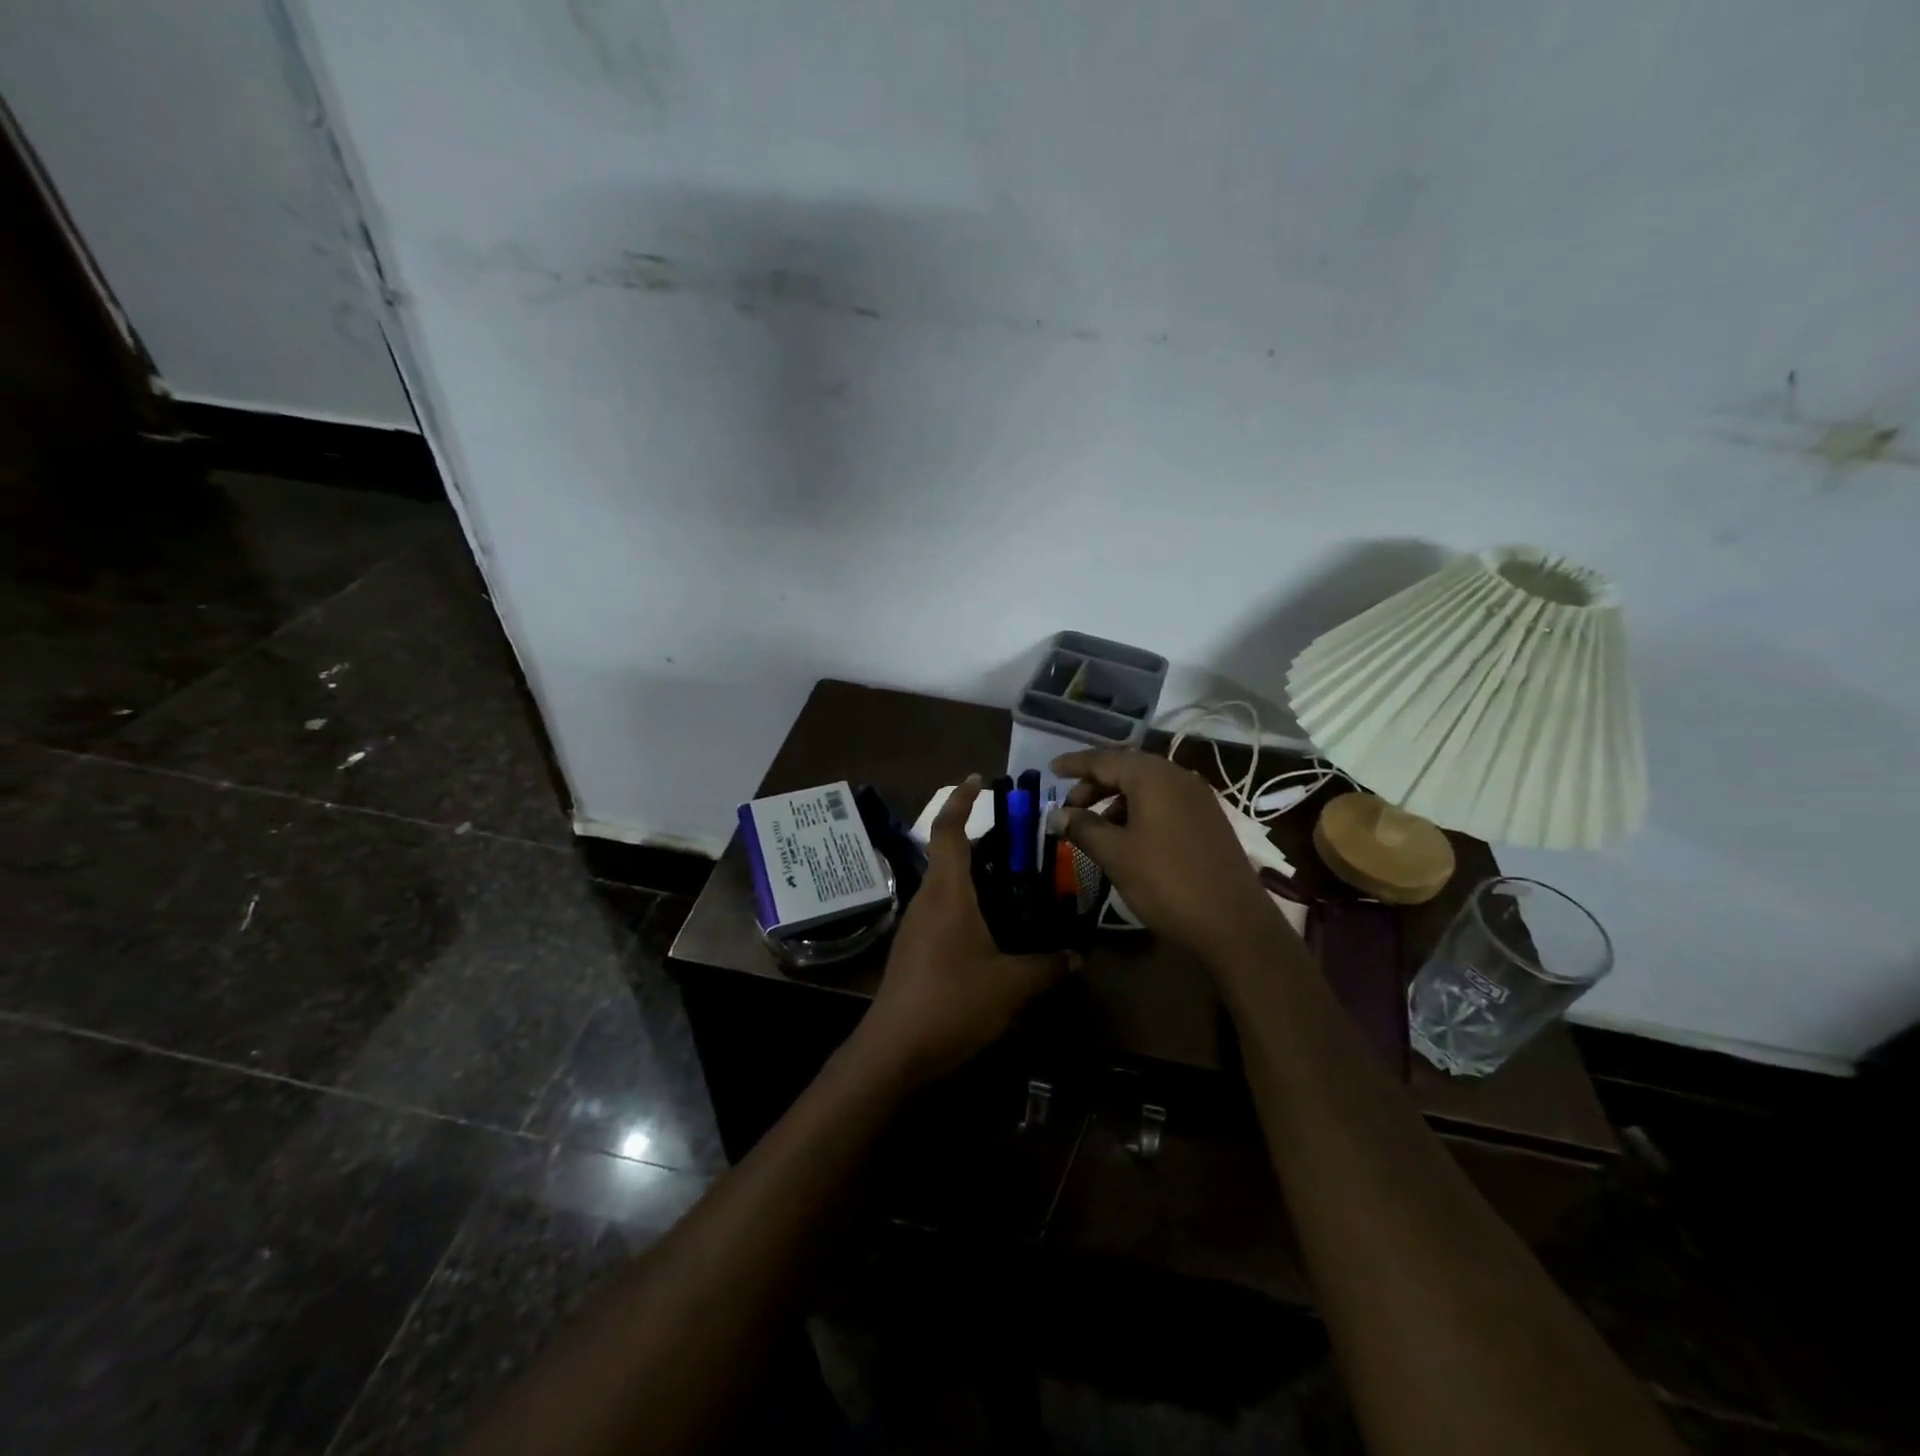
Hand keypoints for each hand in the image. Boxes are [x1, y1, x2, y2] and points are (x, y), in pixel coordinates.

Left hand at [856, 776, 1066, 1084]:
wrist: (894, 1050)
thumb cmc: (951, 1002)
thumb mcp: (1010, 985)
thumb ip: (1046, 967)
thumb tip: (1077, 957)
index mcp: (947, 891)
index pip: (949, 829)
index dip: (962, 800)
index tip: (979, 779)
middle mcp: (928, 898)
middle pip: (951, 854)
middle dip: (985, 842)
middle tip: (1023, 843)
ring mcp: (917, 924)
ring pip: (948, 884)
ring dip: (978, 876)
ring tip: (1017, 884)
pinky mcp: (915, 948)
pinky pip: (944, 910)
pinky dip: (969, 905)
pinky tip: (996, 929)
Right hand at [1051, 749, 1284, 967]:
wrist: (1235, 924)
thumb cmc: (1167, 883)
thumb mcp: (1116, 855)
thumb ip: (1083, 828)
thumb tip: (1055, 815)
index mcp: (1154, 777)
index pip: (1104, 759)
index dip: (1075, 764)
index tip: (1051, 770)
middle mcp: (1178, 777)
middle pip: (1126, 769)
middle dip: (1094, 785)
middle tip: (1069, 809)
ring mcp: (1198, 798)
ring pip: (1146, 787)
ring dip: (1116, 800)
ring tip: (1095, 827)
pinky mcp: (1208, 820)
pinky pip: (1164, 802)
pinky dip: (1138, 811)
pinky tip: (1127, 838)